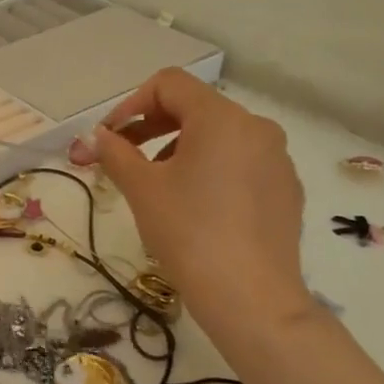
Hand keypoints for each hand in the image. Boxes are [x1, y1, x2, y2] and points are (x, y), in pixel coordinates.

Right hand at [72, 69, 313, 342]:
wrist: (250, 298)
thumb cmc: (188, 232)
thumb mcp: (141, 188)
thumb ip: (115, 152)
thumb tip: (97, 137)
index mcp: (222, 119)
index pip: (169, 85)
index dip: (131, 104)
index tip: (110, 138)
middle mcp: (257, 128)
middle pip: (195, 107)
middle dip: (151, 126)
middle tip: (123, 157)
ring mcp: (277, 159)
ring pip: (218, 137)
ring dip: (179, 148)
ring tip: (157, 185)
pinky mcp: (286, 189)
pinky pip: (240, 163)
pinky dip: (210, 170)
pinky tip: (195, 207)